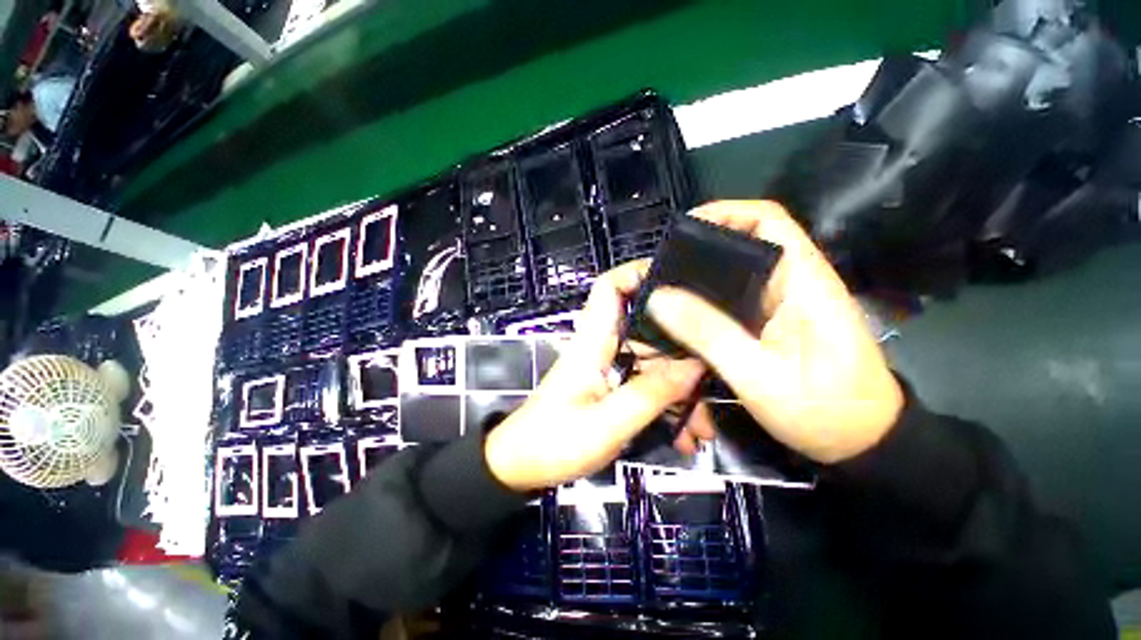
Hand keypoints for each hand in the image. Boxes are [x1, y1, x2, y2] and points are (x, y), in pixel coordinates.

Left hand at [484, 263, 706, 491]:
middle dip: (682, 352)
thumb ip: (651, 394)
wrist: (521, 467)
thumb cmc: (554, 443)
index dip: (639, 273)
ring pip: (652, 362)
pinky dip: (665, 405)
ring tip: (703, 430)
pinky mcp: (610, 386)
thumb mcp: (607, 424)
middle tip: (716, 378)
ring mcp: (607, 367)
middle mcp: (602, 346)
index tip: (680, 281)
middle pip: (647, 329)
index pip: (609, 288)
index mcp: (593, 342)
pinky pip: (645, 384)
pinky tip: (684, 437)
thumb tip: (695, 367)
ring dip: (679, 391)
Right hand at [646, 201, 903, 463]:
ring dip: (698, 277)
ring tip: (662, 290)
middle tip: (659, 269)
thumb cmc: (824, 410)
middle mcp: (791, 282)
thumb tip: (659, 297)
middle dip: (698, 248)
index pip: (767, 220)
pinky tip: (682, 316)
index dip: (724, 213)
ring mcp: (781, 302)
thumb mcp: (759, 375)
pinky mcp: (772, 321)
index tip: (680, 230)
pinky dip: (705, 301)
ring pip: (733, 273)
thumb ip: (708, 333)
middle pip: (742, 243)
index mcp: (802, 281)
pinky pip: (732, 299)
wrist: (863, 442)